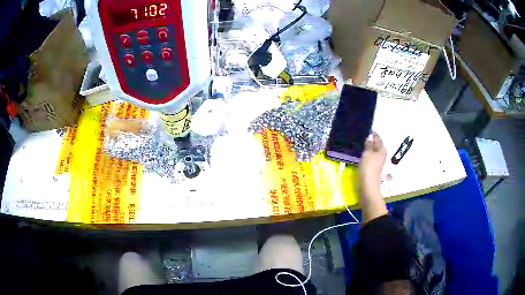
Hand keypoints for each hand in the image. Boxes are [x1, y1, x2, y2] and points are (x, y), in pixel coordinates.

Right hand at [358, 132, 387, 221]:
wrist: (367, 188)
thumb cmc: (368, 169)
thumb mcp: (367, 154)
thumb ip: (369, 144)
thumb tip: (370, 135)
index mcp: (381, 150)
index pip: (377, 138)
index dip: (372, 133)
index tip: (364, 129)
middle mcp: (381, 155)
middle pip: (376, 145)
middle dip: (370, 140)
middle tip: (360, 136)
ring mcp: (378, 163)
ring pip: (373, 152)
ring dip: (367, 148)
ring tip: (358, 145)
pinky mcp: (373, 169)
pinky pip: (370, 158)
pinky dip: (366, 155)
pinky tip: (360, 155)